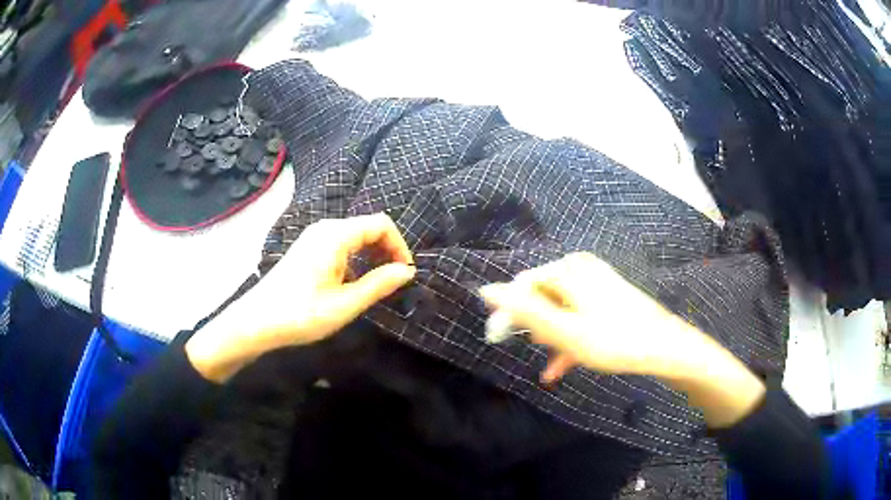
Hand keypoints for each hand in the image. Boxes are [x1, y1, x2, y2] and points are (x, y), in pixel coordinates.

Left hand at [186, 213, 414, 382]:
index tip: (405, 273)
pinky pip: (340, 244)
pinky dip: (355, 258)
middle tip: (395, 280)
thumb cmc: (301, 314)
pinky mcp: (307, 249)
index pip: (381, 224)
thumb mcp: (345, 304)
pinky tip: (353, 282)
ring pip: (354, 236)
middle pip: (368, 227)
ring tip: (377, 283)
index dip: (399, 245)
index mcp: (335, 235)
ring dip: (371, 255)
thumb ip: (379, 284)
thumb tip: (407, 271)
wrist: (256, 321)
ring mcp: (313, 237)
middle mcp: (325, 228)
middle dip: (387, 249)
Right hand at [479, 252, 764, 427]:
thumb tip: (486, 289)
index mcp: (568, 270)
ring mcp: (595, 282)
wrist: (665, 347)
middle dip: (536, 327)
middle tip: (540, 351)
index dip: (508, 313)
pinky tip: (561, 366)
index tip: (500, 340)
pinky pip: (577, 314)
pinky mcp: (606, 296)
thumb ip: (525, 311)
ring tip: (553, 363)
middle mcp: (580, 269)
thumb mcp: (565, 331)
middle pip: (542, 297)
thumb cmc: (615, 340)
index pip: (522, 286)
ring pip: (559, 310)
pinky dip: (568, 338)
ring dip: (552, 337)